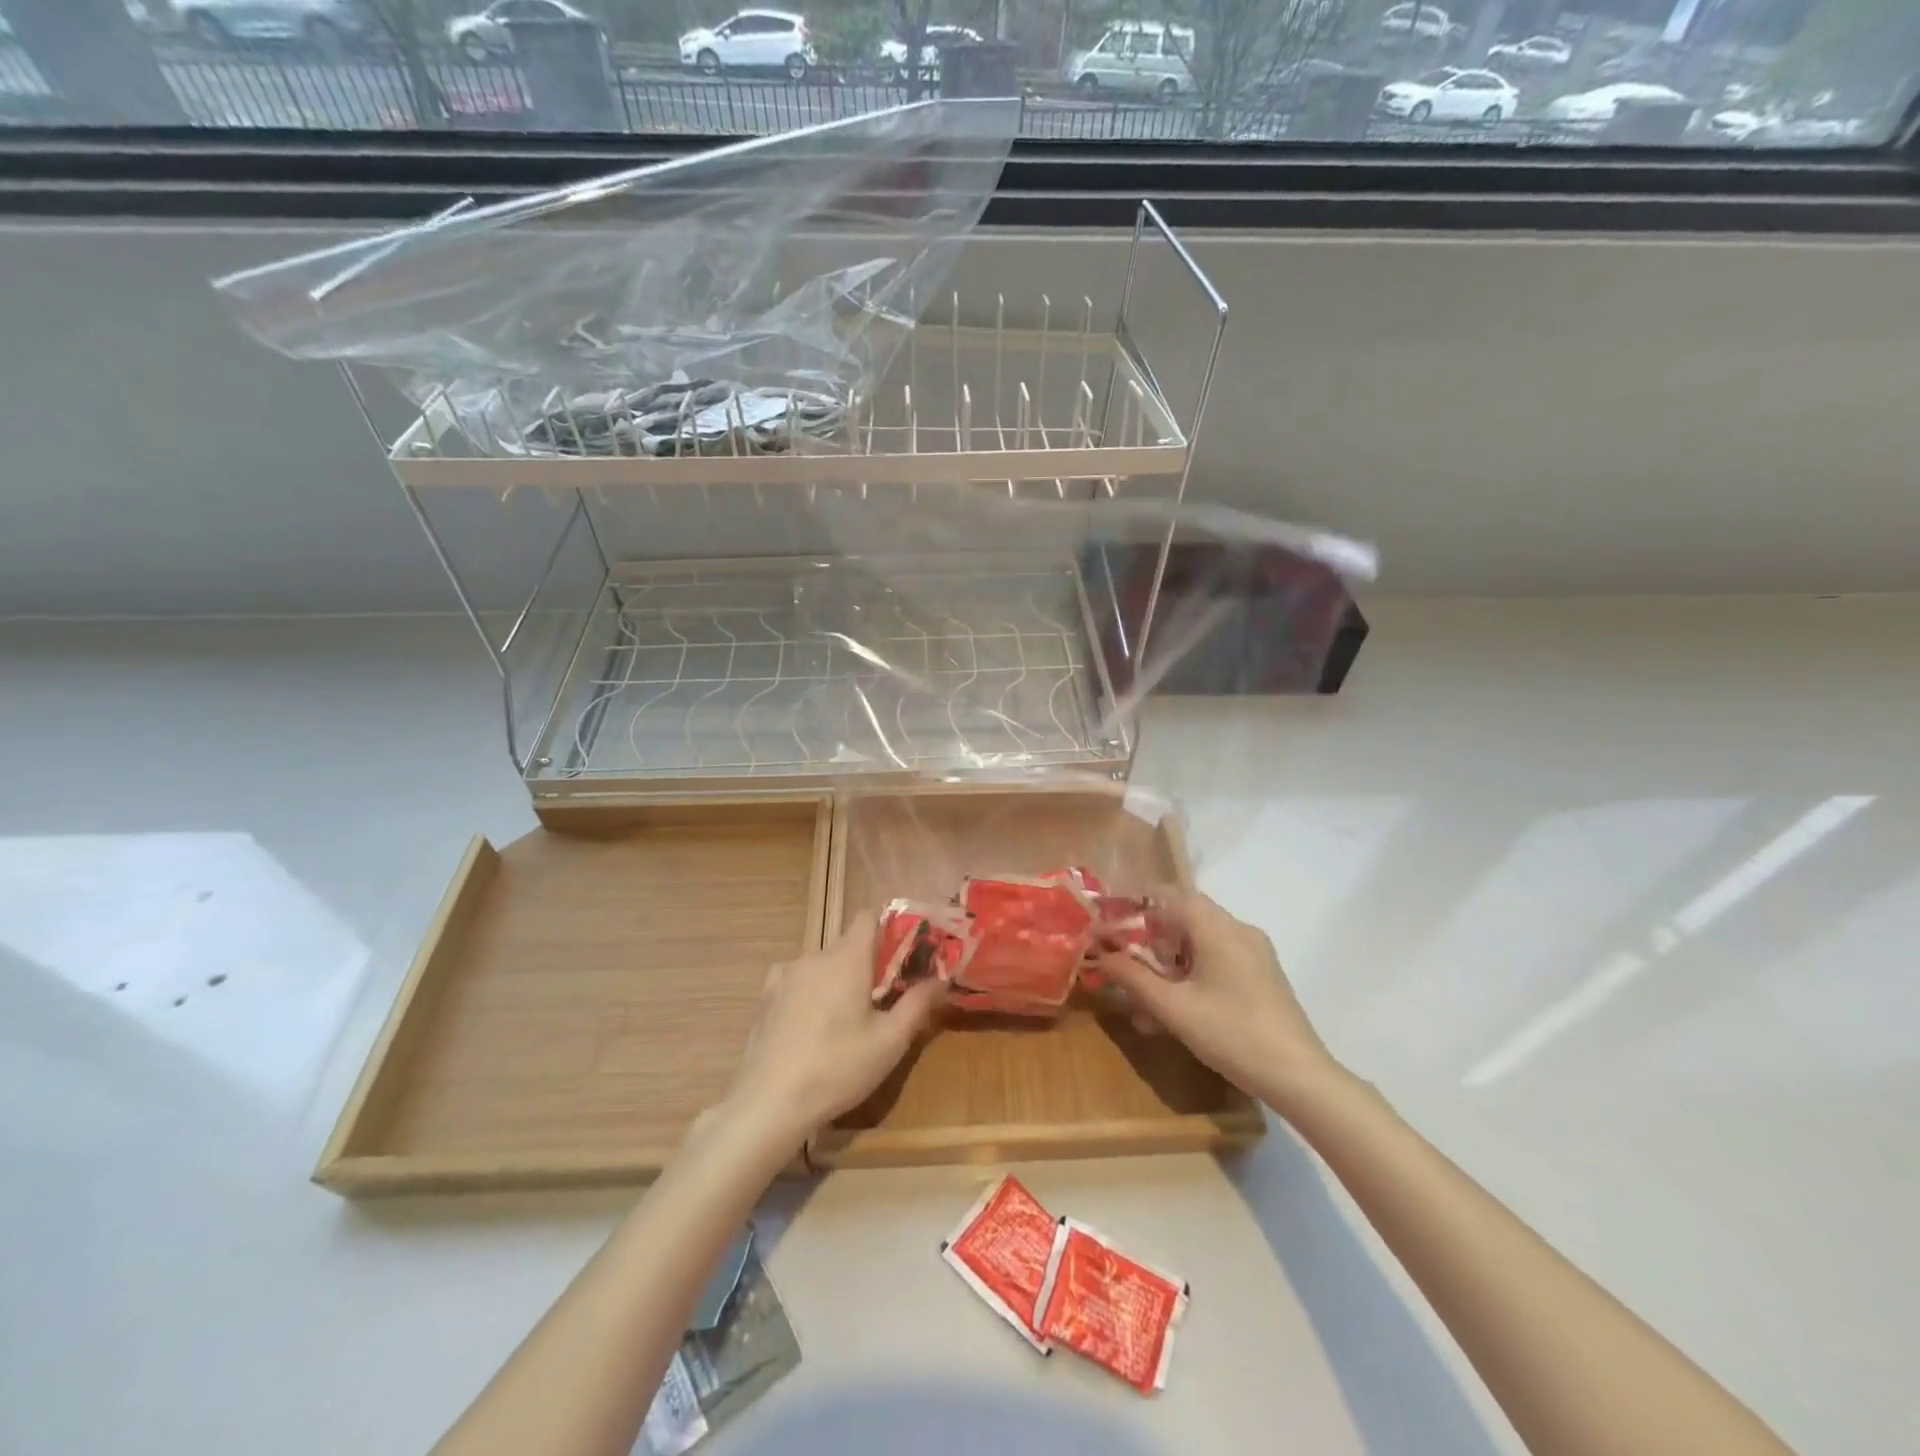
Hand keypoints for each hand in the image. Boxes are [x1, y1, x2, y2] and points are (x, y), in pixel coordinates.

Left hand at [721, 912, 945, 1150]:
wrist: (769, 1104)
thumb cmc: (838, 1068)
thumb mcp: (890, 1041)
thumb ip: (918, 1003)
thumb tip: (942, 977)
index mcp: (846, 958)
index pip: (868, 915)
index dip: (889, 923)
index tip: (905, 946)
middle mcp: (814, 956)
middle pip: (847, 945)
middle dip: (868, 963)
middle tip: (883, 997)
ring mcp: (785, 976)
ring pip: (822, 966)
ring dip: (839, 980)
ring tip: (847, 1020)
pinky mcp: (765, 998)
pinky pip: (798, 982)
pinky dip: (812, 994)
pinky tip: (813, 1028)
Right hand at [1095, 887, 1339, 1110]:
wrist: (1300, 1077)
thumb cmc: (1232, 1034)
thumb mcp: (1173, 1008)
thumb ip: (1133, 977)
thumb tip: (1101, 954)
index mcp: (1216, 927)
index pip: (1167, 894)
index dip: (1134, 906)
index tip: (1109, 928)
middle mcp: (1237, 929)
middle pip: (1182, 918)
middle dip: (1148, 940)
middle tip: (1123, 966)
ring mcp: (1253, 952)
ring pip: (1198, 943)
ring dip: (1167, 964)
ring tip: (1143, 1002)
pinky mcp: (1261, 975)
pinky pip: (1217, 960)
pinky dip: (1190, 975)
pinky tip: (1175, 1012)